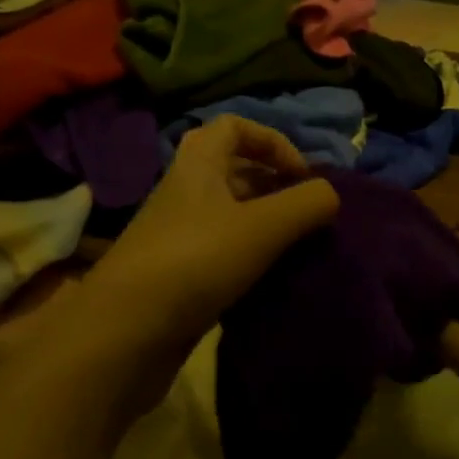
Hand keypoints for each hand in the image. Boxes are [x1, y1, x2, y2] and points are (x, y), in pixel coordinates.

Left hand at [76, 115, 339, 353]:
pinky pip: (222, 252)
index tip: (302, 175)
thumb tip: (331, 195)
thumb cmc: (195, 261)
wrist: (127, 332)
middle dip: (275, 185)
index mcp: (198, 165)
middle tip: (306, 214)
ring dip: (266, 224)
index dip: (273, 141)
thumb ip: (307, 203)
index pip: (234, 127)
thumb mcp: (263, 226)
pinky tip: (271, 279)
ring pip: (230, 215)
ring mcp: (179, 235)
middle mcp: (185, 192)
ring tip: (297, 248)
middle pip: (234, 171)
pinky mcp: (179, 274)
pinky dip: (250, 257)